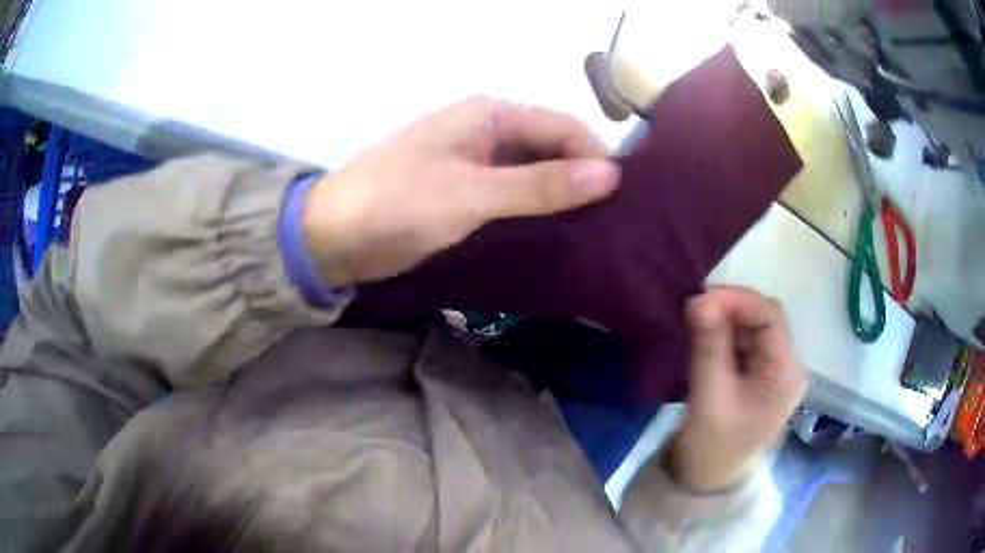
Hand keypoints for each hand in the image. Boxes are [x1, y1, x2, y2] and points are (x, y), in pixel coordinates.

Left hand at [303, 97, 620, 285]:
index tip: (627, 201)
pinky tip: (560, 238)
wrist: (334, 237)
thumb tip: (613, 174)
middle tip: (618, 224)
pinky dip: (537, 214)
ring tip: (600, 235)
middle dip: (584, 182)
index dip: (598, 158)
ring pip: (536, 175)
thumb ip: (541, 185)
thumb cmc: (398, 203)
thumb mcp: (472, 194)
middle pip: (553, 149)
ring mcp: (477, 164)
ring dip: (563, 200)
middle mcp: (488, 132)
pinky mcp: (467, 194)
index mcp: (490, 114)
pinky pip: (515, 198)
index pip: (564, 127)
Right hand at [667, 287, 806, 491]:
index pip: (771, 317)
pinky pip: (743, 342)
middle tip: (693, 309)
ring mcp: (772, 371)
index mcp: (786, 373)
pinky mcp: (756, 376)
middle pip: (764, 319)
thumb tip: (698, 299)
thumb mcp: (710, 397)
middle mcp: (786, 366)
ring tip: (694, 321)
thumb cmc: (713, 447)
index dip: (738, 300)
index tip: (700, 299)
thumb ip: (708, 346)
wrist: (706, 482)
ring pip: (752, 328)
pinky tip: (703, 335)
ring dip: (725, 319)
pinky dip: (723, 333)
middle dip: (730, 308)